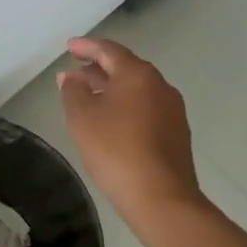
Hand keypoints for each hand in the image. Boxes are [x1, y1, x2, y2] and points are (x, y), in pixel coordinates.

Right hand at [59, 37, 202, 227]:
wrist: (163, 200)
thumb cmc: (116, 150)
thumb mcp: (82, 117)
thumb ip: (73, 91)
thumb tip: (71, 77)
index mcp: (138, 74)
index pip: (109, 50)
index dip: (86, 47)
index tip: (69, 47)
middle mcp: (160, 85)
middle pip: (126, 67)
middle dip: (99, 68)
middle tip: (76, 72)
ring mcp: (172, 110)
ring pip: (137, 89)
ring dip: (113, 89)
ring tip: (90, 97)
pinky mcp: (177, 134)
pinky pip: (146, 108)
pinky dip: (126, 106)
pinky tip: (112, 121)